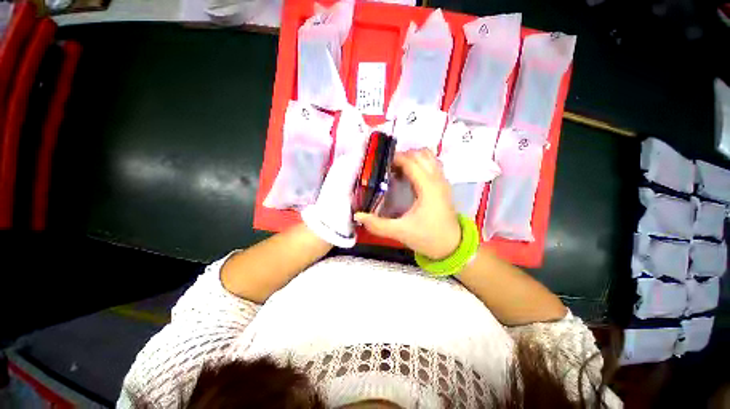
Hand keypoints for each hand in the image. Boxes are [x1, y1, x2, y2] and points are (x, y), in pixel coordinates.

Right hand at [354, 149, 460, 259]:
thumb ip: (377, 225)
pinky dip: (421, 163)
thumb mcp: (400, 232)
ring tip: (398, 168)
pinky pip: (433, 164)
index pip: (411, 162)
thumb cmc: (428, 237)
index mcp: (428, 187)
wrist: (452, 246)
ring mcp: (443, 181)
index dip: (395, 158)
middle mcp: (437, 179)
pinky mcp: (444, 185)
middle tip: (387, 167)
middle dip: (403, 155)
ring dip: (413, 157)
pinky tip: (410, 175)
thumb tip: (358, 216)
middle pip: (421, 154)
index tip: (380, 163)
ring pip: (429, 157)